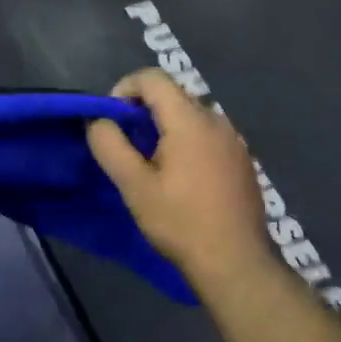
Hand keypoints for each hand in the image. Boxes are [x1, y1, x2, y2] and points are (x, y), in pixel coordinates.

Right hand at [87, 68, 269, 292]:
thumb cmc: (180, 222)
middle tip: (127, 144)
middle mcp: (216, 120)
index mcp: (190, 120)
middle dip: (143, 109)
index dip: (125, 88)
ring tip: (151, 162)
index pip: (153, 78)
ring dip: (165, 126)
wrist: (236, 264)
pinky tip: (181, 178)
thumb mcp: (134, 186)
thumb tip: (98, 121)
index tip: (112, 119)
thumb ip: (110, 146)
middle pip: (173, 94)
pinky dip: (187, 141)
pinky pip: (208, 135)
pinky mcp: (242, 160)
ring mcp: (234, 140)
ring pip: (191, 115)